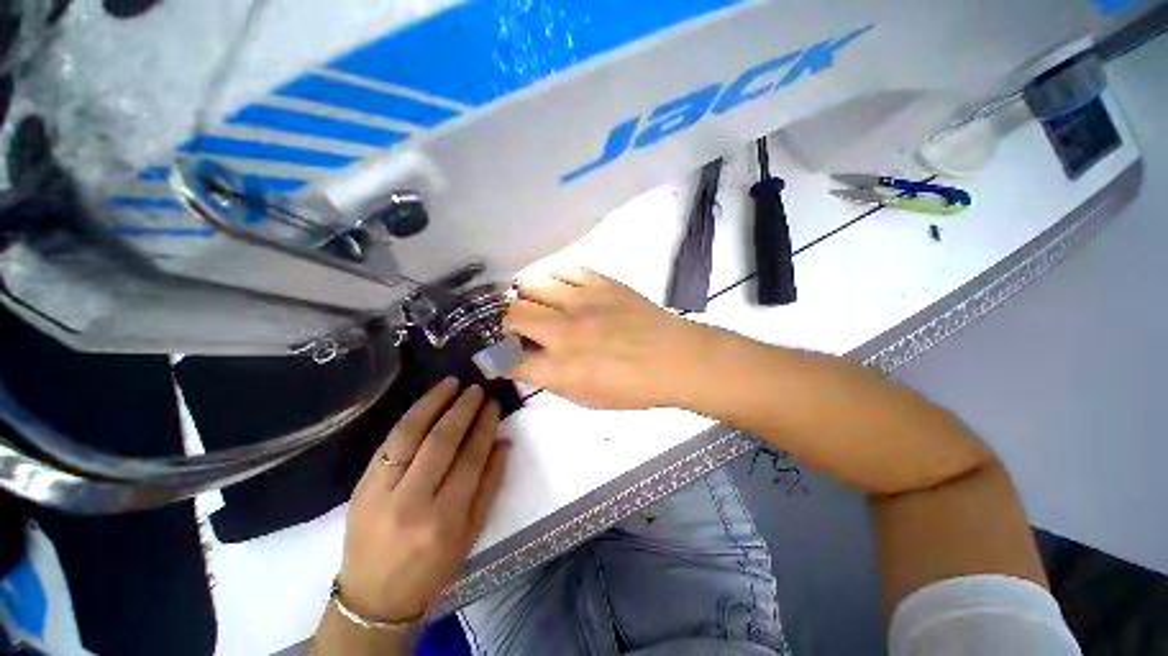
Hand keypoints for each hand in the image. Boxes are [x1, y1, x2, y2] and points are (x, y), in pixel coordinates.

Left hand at [336, 380, 509, 620]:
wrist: (375, 596)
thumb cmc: (434, 566)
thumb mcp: (472, 531)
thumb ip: (491, 483)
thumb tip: (503, 440)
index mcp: (445, 520)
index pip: (471, 458)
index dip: (484, 426)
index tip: (493, 404)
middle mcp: (412, 503)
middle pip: (441, 442)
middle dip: (462, 409)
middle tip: (476, 389)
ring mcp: (380, 493)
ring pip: (409, 435)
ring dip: (433, 403)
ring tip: (451, 384)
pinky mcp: (360, 487)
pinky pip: (388, 442)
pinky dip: (409, 417)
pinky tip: (425, 404)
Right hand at [504, 266, 703, 409]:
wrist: (675, 358)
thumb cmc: (633, 387)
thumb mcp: (588, 399)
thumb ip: (553, 381)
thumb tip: (528, 362)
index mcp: (561, 368)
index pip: (510, 359)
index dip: (500, 358)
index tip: (502, 354)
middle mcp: (564, 331)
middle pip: (512, 314)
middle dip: (507, 322)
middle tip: (521, 326)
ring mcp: (582, 302)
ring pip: (531, 284)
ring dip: (527, 296)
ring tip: (539, 303)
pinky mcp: (600, 283)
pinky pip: (564, 269)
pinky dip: (555, 278)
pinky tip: (562, 289)